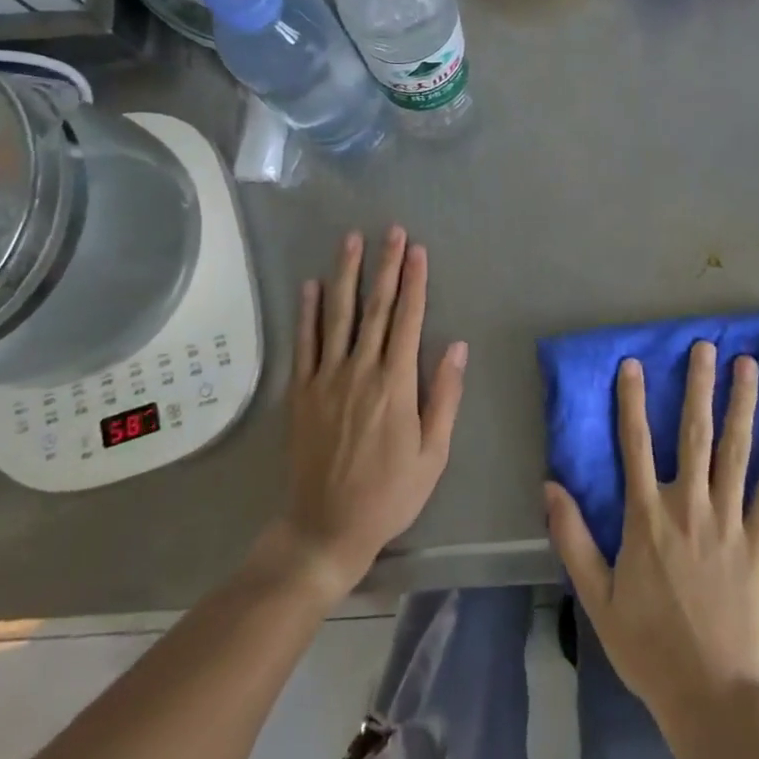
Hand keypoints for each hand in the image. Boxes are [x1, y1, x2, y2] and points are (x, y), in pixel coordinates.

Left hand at [277, 227, 466, 601]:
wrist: (326, 528)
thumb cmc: (390, 493)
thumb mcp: (434, 453)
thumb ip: (444, 396)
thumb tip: (456, 346)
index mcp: (396, 384)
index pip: (408, 320)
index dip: (414, 282)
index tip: (417, 250)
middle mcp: (360, 371)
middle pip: (375, 308)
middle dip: (385, 266)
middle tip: (391, 230)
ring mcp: (326, 379)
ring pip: (337, 315)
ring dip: (346, 274)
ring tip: (350, 240)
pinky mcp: (301, 392)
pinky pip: (304, 343)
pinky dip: (308, 312)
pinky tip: (311, 285)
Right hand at [546, 342, 758, 727]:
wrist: (711, 696)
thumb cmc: (648, 646)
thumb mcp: (597, 598)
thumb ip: (573, 539)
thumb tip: (550, 485)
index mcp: (646, 518)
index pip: (635, 444)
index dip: (632, 400)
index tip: (633, 363)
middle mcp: (688, 507)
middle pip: (693, 434)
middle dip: (698, 386)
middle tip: (706, 346)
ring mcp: (728, 521)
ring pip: (735, 451)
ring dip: (741, 405)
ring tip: (748, 365)